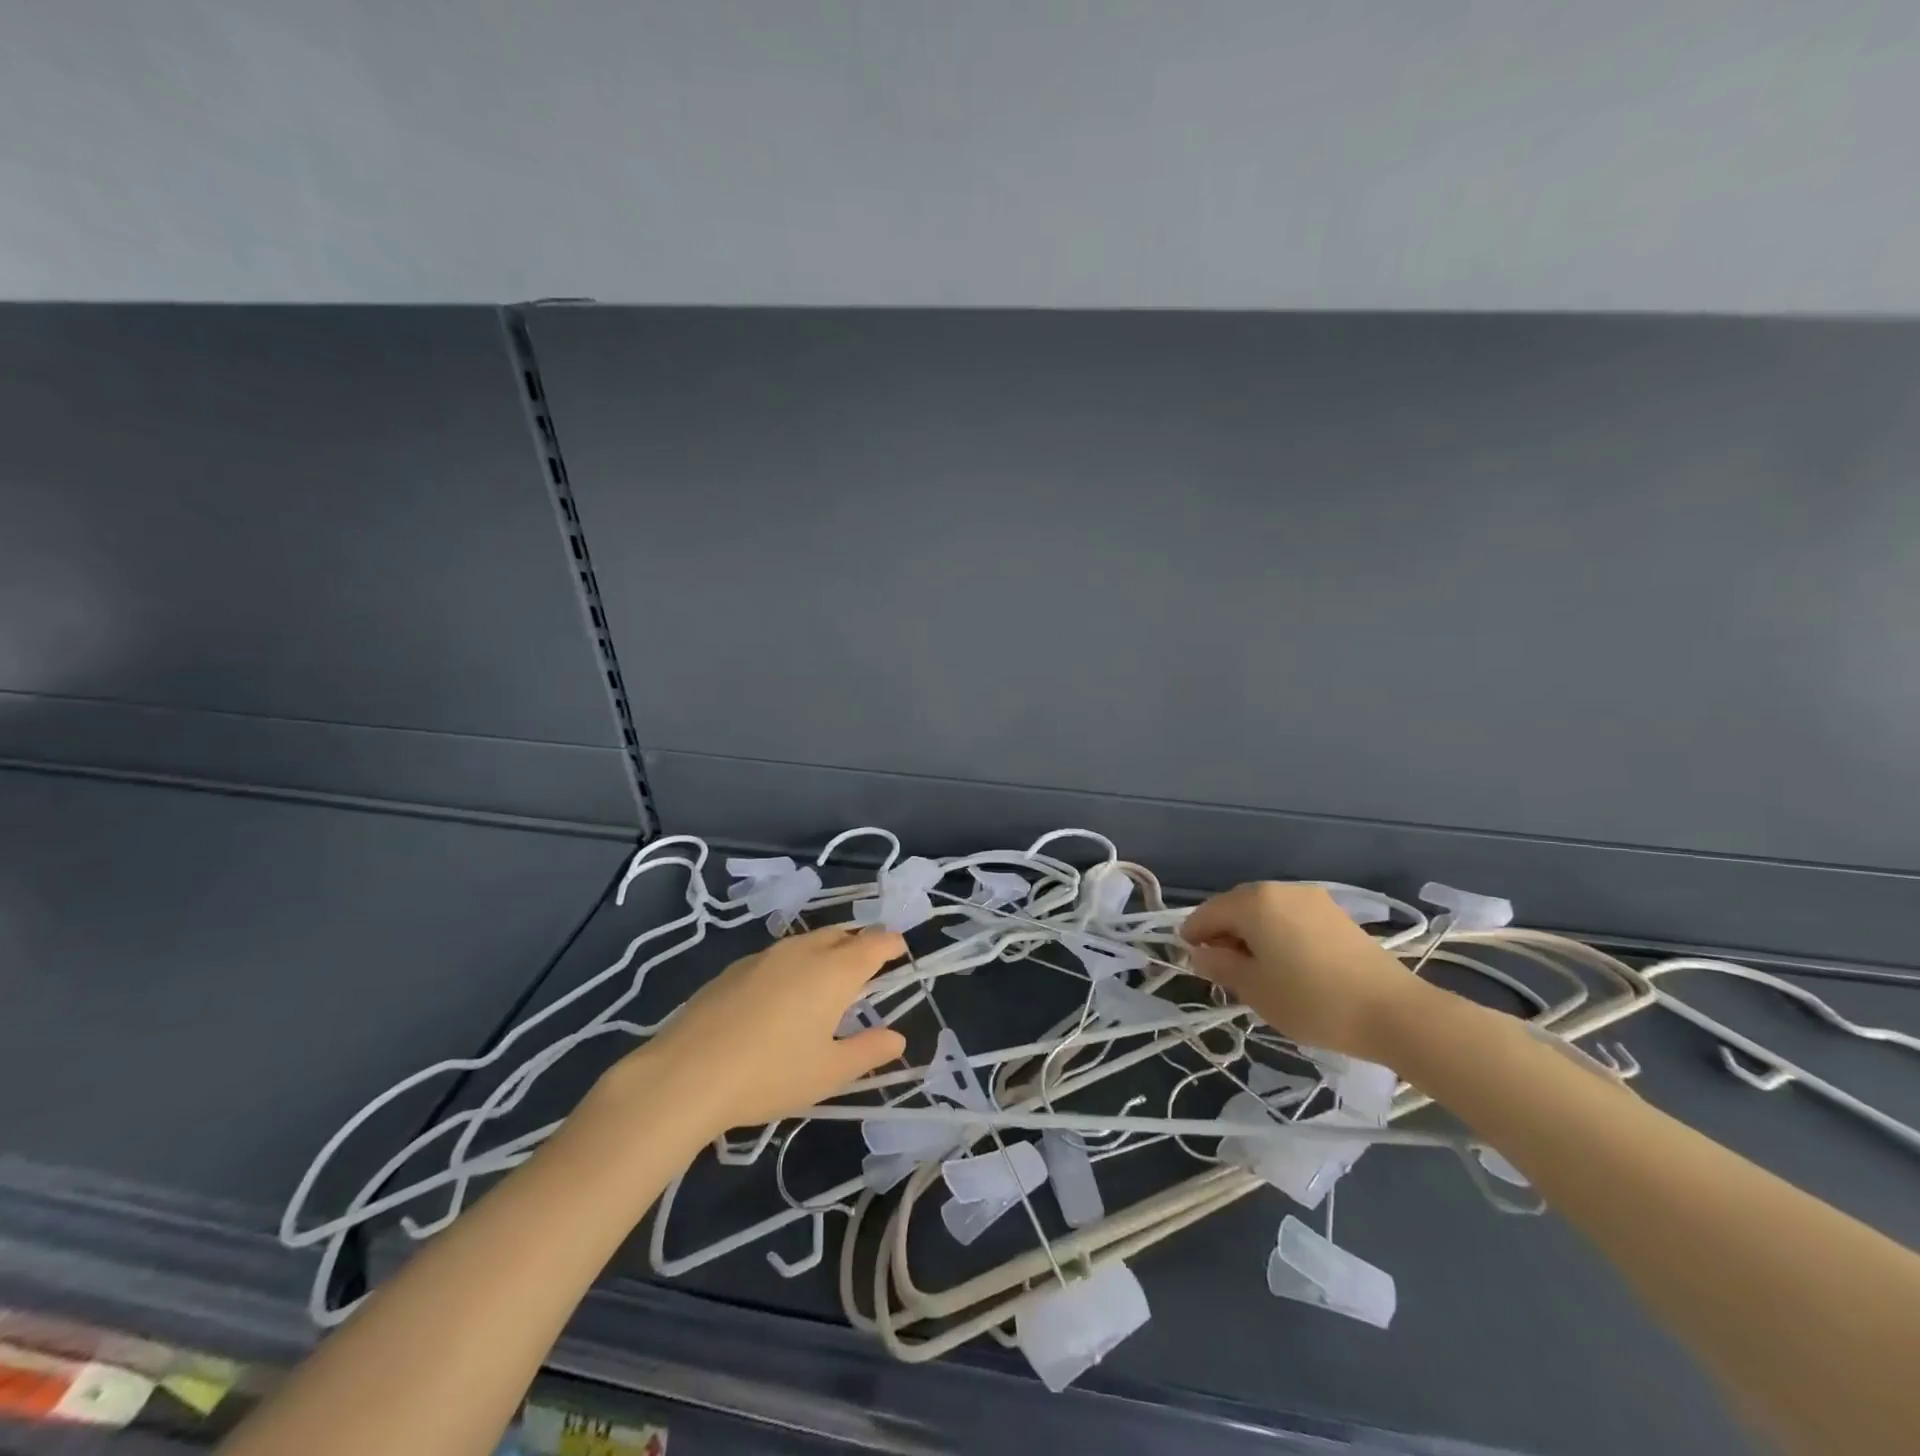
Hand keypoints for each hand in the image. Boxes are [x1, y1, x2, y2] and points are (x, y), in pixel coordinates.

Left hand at [610, 925, 908, 1136]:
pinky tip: (781, 995)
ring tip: (827, 979)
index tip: (900, 951)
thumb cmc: (770, 1073)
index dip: (891, 944)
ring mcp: (764, 956)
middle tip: (867, 967)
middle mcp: (803, 951)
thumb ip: (869, 1051)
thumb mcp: (829, 1072)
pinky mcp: (733, 969)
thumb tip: (898, 1038)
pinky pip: (778, 955)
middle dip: (859, 943)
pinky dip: (793, 964)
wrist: (686, 1074)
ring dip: (825, 951)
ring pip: (807, 941)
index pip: (874, 942)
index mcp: (834, 970)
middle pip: (841, 934)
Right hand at [1180, 882, 1421, 1061]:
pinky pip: (1290, 917)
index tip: (1189, 961)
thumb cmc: (1311, 1000)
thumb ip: (1220, 966)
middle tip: (1221, 968)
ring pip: (1265, 911)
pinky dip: (1277, 933)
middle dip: (1222, 933)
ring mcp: (1311, 898)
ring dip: (1251, 933)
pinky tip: (1284, 962)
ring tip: (1254, 968)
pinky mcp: (1335, 913)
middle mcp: (1280, 889)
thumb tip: (1199, 954)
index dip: (1193, 935)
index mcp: (1254, 902)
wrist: (1393, 1012)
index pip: (1208, 913)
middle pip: (1236, 906)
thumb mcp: (1254, 989)